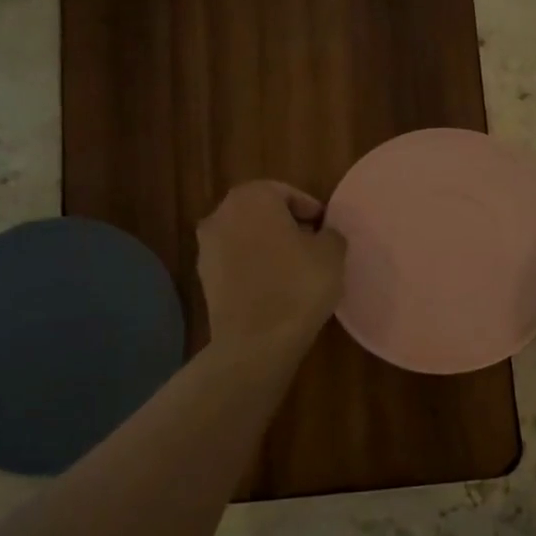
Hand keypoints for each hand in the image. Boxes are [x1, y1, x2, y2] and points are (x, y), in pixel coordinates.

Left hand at [197, 181, 345, 352]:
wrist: (255, 342)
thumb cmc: (298, 286)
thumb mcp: (331, 254)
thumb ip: (330, 234)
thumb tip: (323, 235)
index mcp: (252, 197)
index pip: (286, 193)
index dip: (310, 210)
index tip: (326, 230)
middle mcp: (221, 214)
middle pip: (261, 213)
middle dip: (287, 226)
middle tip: (313, 247)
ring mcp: (206, 248)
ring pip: (246, 238)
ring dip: (268, 248)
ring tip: (295, 271)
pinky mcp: (204, 279)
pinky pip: (236, 264)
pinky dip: (253, 269)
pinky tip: (275, 290)